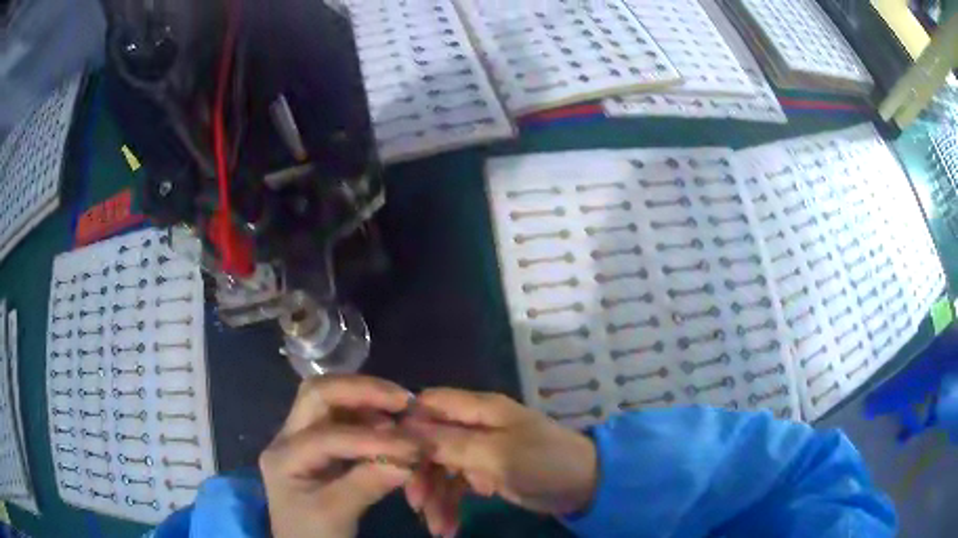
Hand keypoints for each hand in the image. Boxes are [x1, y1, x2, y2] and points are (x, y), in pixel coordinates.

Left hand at [259, 375, 420, 537]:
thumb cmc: (312, 536)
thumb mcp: (335, 515)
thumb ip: (367, 484)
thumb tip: (409, 459)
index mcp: (283, 457)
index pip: (328, 437)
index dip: (373, 440)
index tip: (415, 446)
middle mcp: (287, 438)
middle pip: (317, 395)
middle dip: (361, 391)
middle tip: (402, 400)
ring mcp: (300, 438)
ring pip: (328, 399)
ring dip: (364, 399)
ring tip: (398, 409)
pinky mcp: (317, 446)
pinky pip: (340, 417)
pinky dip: (366, 414)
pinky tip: (388, 424)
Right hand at [403, 389, 597, 532]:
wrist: (584, 486)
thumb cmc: (544, 462)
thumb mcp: (497, 454)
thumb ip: (451, 443)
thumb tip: (404, 431)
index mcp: (479, 409)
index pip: (428, 405)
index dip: (407, 427)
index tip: (390, 457)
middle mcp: (474, 426)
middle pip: (430, 443)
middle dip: (421, 474)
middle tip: (417, 504)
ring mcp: (479, 451)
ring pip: (440, 469)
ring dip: (436, 498)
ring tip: (438, 528)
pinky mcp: (485, 473)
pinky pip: (457, 486)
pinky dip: (451, 505)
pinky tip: (451, 525)